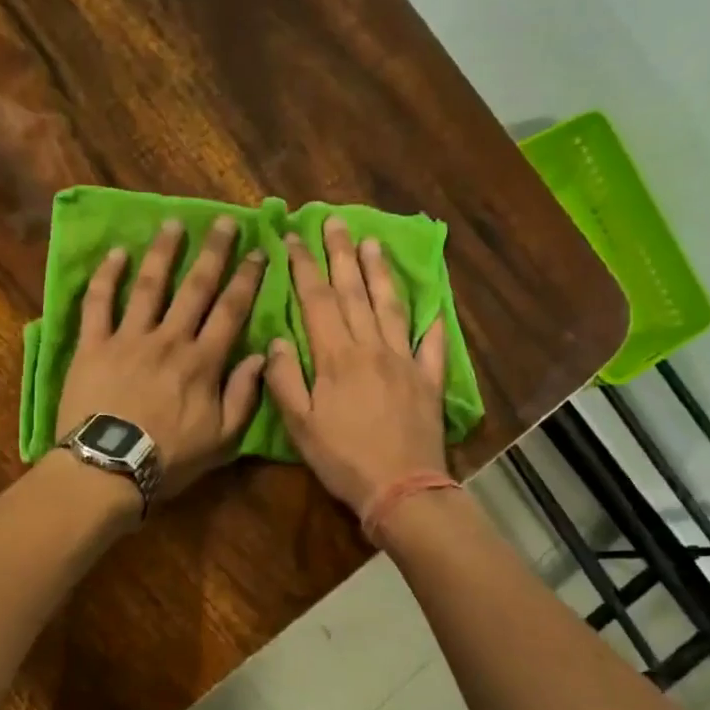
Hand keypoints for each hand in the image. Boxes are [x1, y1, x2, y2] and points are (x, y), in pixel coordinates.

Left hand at [56, 216, 267, 502]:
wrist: (109, 467)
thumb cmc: (169, 459)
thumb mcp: (222, 439)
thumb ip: (244, 396)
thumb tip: (262, 355)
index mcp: (203, 362)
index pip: (230, 311)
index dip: (246, 279)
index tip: (257, 252)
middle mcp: (169, 339)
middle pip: (195, 288)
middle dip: (213, 252)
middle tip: (224, 222)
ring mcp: (128, 338)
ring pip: (149, 285)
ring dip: (163, 252)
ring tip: (173, 223)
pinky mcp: (93, 345)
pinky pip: (98, 303)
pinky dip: (106, 276)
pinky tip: (116, 253)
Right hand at [265, 218, 447, 516]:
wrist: (400, 488)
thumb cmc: (343, 459)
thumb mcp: (300, 425)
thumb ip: (286, 380)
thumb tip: (276, 340)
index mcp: (336, 357)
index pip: (317, 301)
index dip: (304, 267)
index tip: (294, 238)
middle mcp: (372, 348)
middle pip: (354, 293)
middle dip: (341, 255)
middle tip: (335, 221)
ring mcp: (405, 362)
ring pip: (392, 307)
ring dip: (381, 273)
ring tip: (374, 243)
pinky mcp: (429, 381)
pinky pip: (432, 345)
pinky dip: (432, 324)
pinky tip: (433, 307)